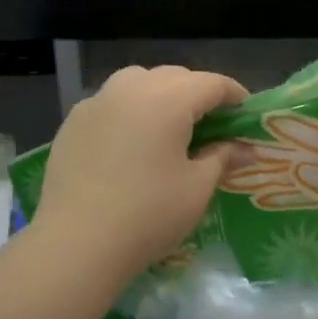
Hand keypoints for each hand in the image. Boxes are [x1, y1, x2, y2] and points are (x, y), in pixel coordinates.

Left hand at [32, 65, 249, 281]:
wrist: (78, 242)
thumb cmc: (148, 215)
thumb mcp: (196, 189)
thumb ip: (222, 158)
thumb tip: (244, 149)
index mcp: (167, 101)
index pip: (210, 83)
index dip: (233, 93)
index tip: (245, 111)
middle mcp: (130, 90)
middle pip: (173, 76)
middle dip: (197, 91)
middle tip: (212, 121)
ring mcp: (96, 103)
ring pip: (137, 81)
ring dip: (160, 93)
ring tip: (168, 123)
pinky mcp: (72, 122)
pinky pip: (110, 101)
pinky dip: (129, 108)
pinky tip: (131, 139)